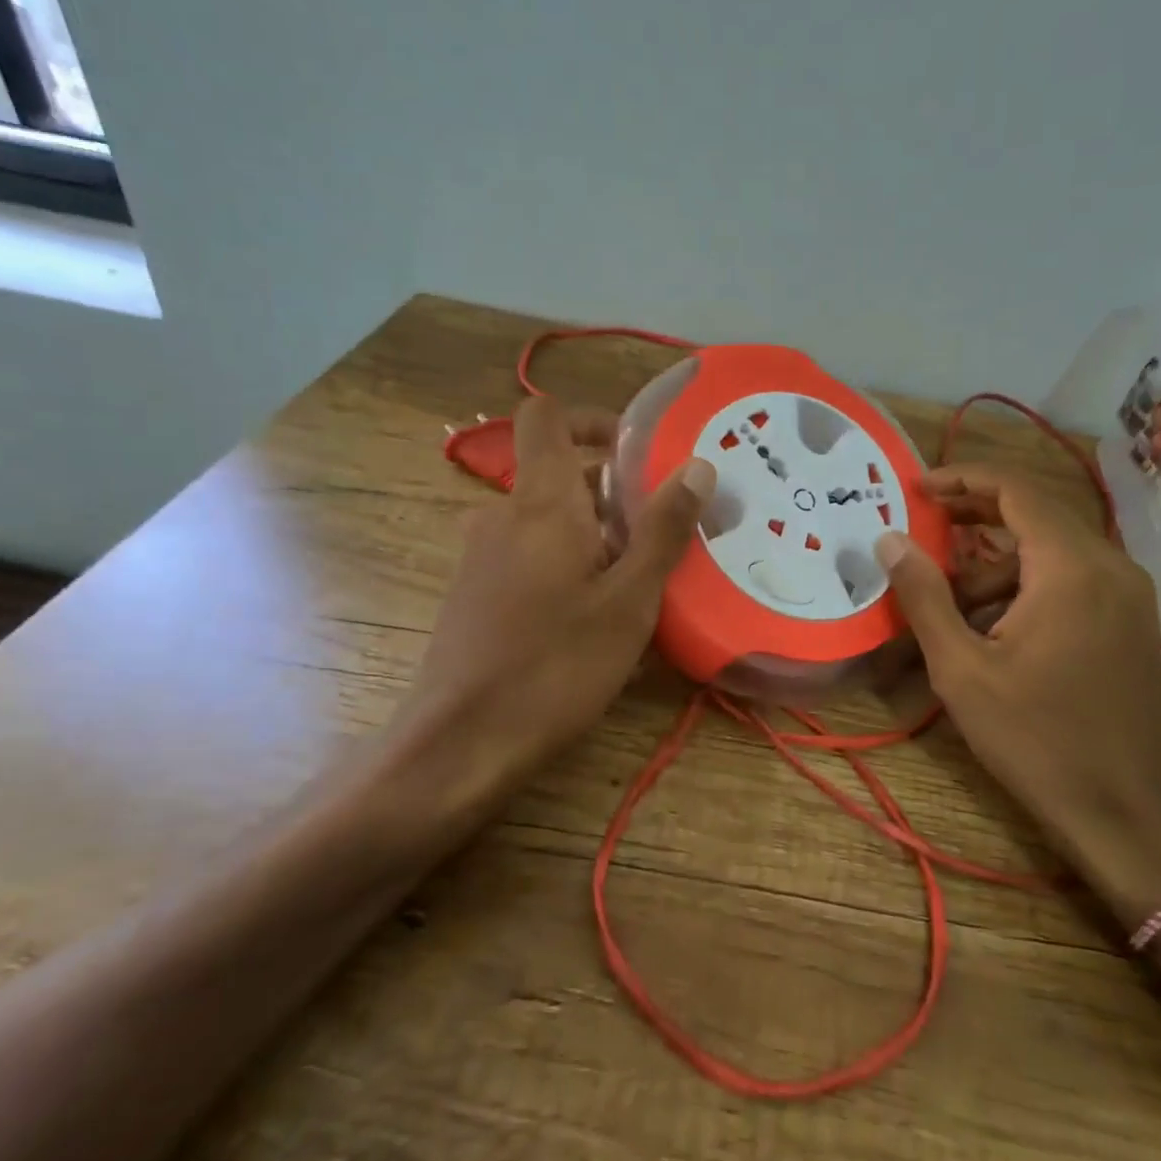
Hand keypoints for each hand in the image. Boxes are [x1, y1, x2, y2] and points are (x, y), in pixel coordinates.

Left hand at [375, 396, 713, 848]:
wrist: (461, 744)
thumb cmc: (555, 665)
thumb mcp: (629, 599)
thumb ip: (663, 529)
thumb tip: (698, 464)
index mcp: (540, 501)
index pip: (546, 416)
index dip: (591, 418)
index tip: (638, 450)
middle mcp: (502, 515)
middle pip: (558, 473)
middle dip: (614, 491)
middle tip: (665, 530)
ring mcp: (482, 556)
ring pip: (548, 520)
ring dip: (595, 534)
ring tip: (642, 580)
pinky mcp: (476, 593)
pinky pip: (529, 555)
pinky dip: (567, 563)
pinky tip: (597, 617)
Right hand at [875, 465, 1160, 925]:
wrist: (1124, 813)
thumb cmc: (1035, 739)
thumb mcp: (962, 668)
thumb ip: (923, 596)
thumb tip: (889, 540)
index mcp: (1072, 568)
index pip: (1016, 490)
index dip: (962, 479)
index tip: (916, 488)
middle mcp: (1110, 566)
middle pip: (1036, 513)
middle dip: (975, 515)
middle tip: (923, 524)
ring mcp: (1128, 594)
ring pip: (1051, 550)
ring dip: (997, 562)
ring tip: (948, 600)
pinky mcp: (1130, 621)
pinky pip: (1071, 579)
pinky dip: (1026, 585)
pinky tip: (992, 626)